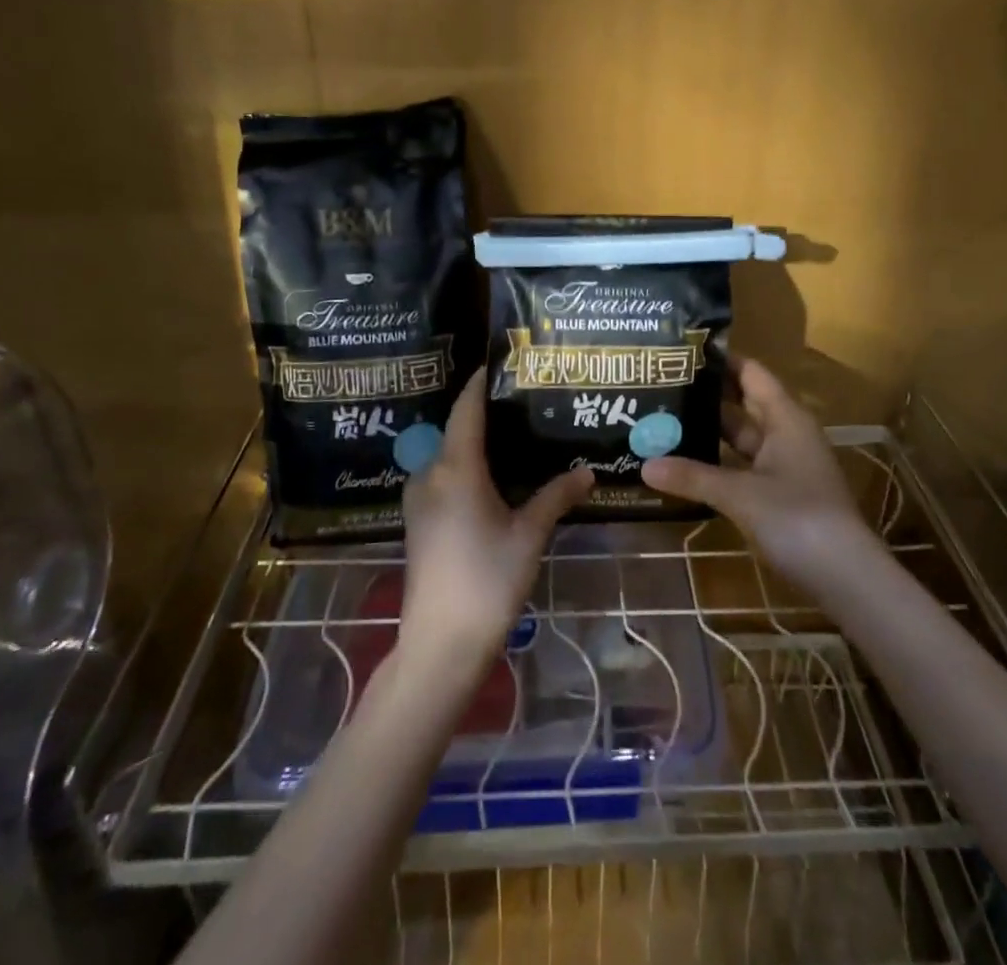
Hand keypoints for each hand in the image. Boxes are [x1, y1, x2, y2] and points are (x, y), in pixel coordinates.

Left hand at [398, 369, 592, 669]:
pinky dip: (467, 466)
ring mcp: (419, 498)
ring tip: (515, 434)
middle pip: (457, 428)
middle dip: (486, 412)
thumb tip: (588, 471)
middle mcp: (430, 473)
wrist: (440, 644)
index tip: (501, 363)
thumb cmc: (488, 581)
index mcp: (455, 468)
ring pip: (449, 454)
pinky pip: (443, 476)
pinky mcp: (419, 520)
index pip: (467, 408)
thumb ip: (556, 496)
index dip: (481, 383)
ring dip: (477, 442)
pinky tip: (495, 475)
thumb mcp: (529, 534)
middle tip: (524, 401)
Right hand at [643, 355, 880, 592]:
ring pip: (741, 440)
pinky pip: (743, 468)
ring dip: (709, 434)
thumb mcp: (740, 494)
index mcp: (786, 418)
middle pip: (743, 405)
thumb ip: (692, 477)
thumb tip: (645, 465)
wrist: (846, 578)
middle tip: (661, 388)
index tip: (682, 353)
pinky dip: (718, 466)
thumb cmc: (797, 518)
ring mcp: (785, 467)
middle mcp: (787, 435)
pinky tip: (686, 468)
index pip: (751, 373)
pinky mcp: (781, 496)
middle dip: (706, 398)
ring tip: (664, 424)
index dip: (721, 360)